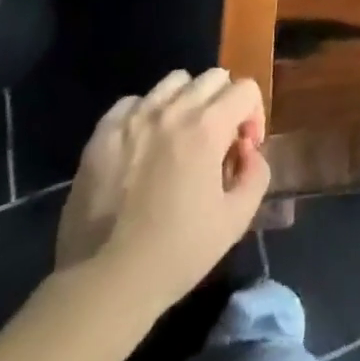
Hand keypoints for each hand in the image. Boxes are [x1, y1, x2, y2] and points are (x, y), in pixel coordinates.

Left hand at [53, 70, 268, 314]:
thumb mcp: (235, 221)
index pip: (246, 89)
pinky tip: (142, 145)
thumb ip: (256, 175)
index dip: (253, 116)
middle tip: (215, 142)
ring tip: (179, 137)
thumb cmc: (176, 253)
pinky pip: (133, 102)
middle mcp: (174, 109)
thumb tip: (250, 152)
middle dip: (224, 103)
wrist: (104, 283)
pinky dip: (145, 114)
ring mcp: (135, 117)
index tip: (242, 151)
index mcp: (208, 126)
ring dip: (186, 101)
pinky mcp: (103, 133)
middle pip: (213, 77)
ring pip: (174, 82)